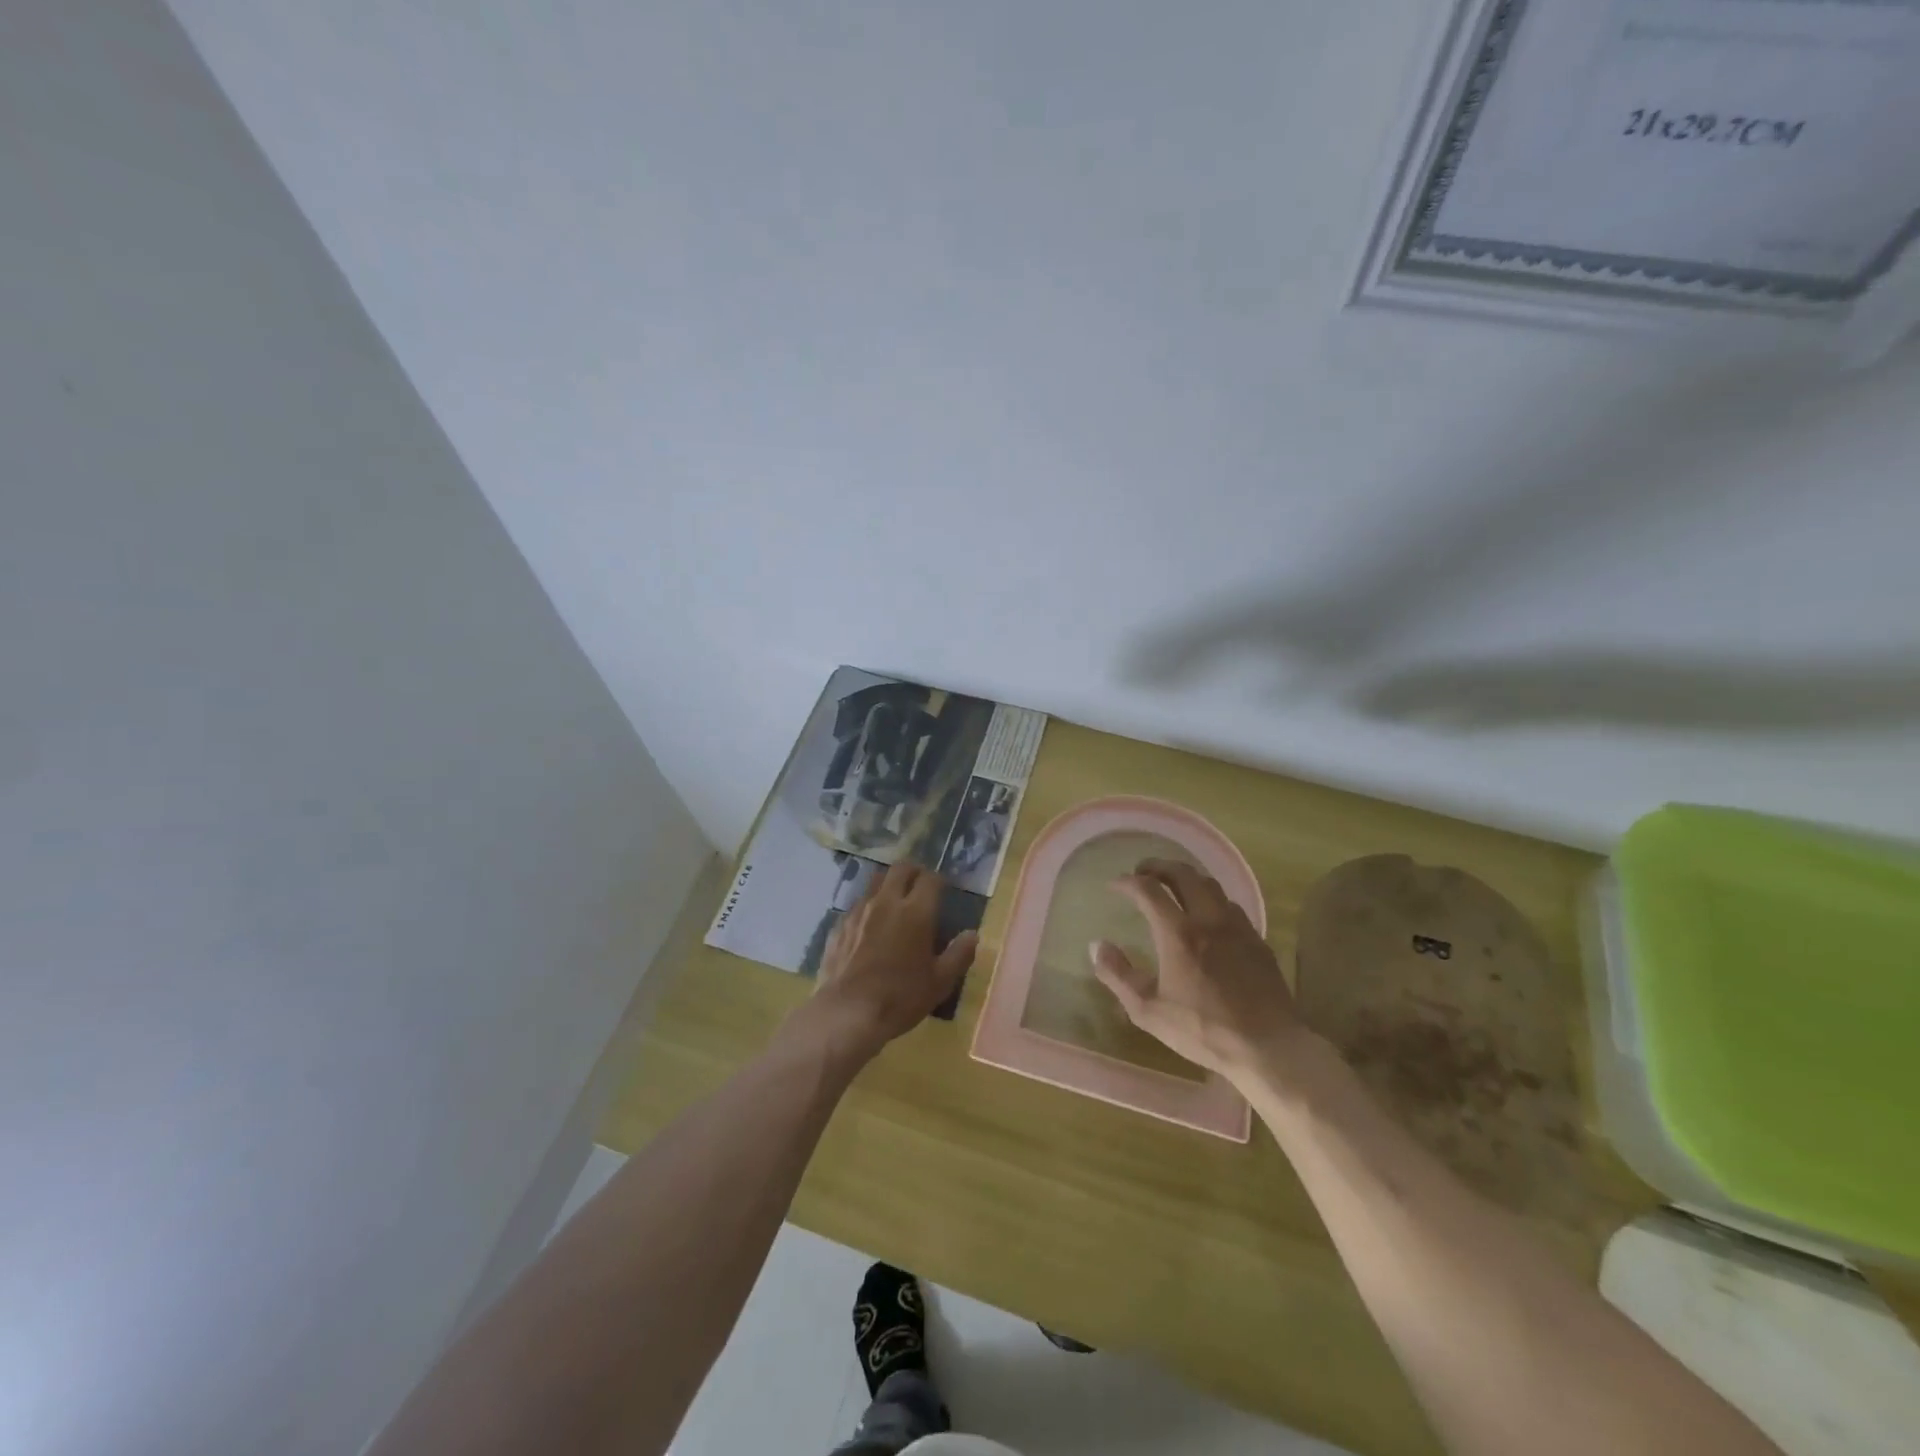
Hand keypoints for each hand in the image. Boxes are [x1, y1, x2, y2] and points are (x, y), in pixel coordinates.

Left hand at [808, 863, 977, 1060]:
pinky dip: (869, 906)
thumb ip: (959, 954)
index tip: (944, 889)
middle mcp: (887, 902)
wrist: (847, 1013)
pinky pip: (858, 904)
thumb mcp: (940, 982)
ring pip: (876, 881)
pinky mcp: (839, 924)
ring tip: (895, 901)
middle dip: (914, 871)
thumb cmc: (900, 998)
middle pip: (901, 868)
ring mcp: (859, 911)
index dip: (939, 880)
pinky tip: (870, 926)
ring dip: (889, 884)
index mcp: (916, 912)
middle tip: (920, 885)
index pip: (931, 878)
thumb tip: (972, 934)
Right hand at [1090, 858, 1302, 1086]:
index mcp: (1178, 933)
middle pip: (1182, 873)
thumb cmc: (1202, 1030)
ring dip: (1187, 877)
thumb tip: (1097, 945)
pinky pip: (1230, 905)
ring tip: (1173, 886)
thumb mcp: (1148, 1010)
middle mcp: (1208, 919)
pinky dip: (1211, 898)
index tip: (1115, 885)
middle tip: (1143, 872)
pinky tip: (1208, 915)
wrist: (1268, 1046)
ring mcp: (1236, 927)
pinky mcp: (1256, 939)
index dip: (1127, 882)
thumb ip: (1118, 975)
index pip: (1148, 890)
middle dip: (1158, 866)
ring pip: (1210, 884)